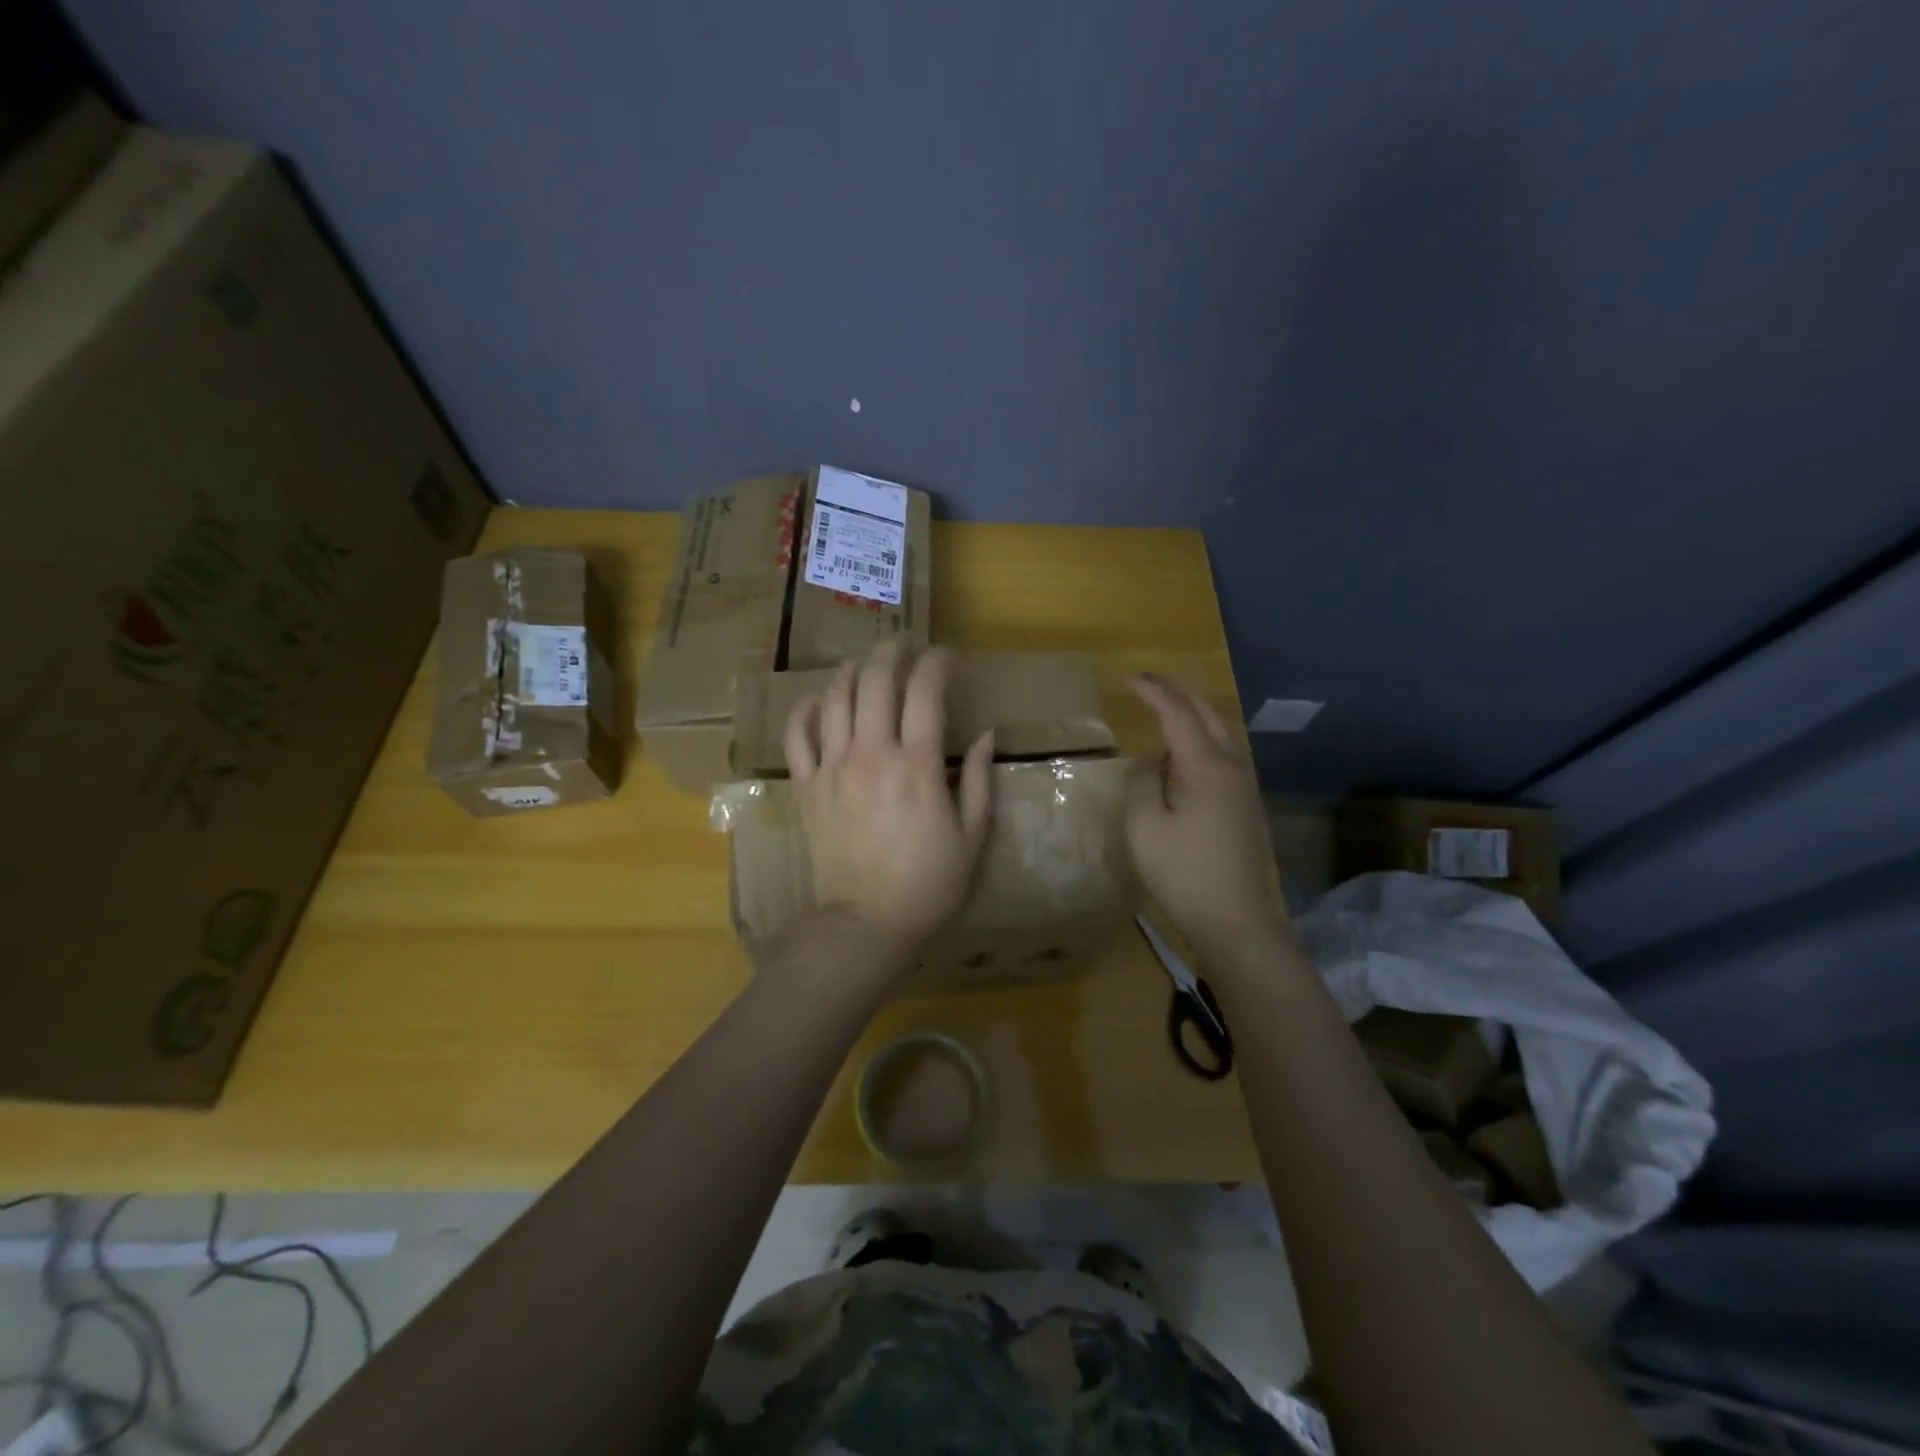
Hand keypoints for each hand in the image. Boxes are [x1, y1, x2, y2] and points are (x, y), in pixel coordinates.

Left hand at [784, 643, 995, 947]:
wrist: (868, 921)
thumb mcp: (973, 835)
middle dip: (892, 653)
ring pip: (835, 699)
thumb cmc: (929, 881)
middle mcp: (872, 754)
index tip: (946, 656)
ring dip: (852, 671)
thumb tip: (987, 735)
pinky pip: (797, 735)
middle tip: (905, 646)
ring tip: (866, 664)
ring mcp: (833, 767)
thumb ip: (981, 781)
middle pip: (876, 682)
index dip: (936, 664)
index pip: (925, 693)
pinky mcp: (807, 786)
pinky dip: (805, 710)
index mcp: (917, 765)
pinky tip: (817, 699)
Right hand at [1126, 673, 1282, 955]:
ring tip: (1164, 706)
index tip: (1126, 679)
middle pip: (1207, 712)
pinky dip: (1200, 736)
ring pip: (1219, 731)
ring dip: (1192, 712)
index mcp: (1206, 766)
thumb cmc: (1183, 873)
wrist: (1236, 921)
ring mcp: (1244, 786)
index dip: (1152, 691)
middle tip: (1147, 681)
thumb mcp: (1144, 826)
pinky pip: (1222, 753)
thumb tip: (1154, 762)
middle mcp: (1232, 766)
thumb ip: (1143, 781)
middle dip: (1177, 690)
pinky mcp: (1245, 805)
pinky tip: (1183, 752)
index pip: (1177, 713)